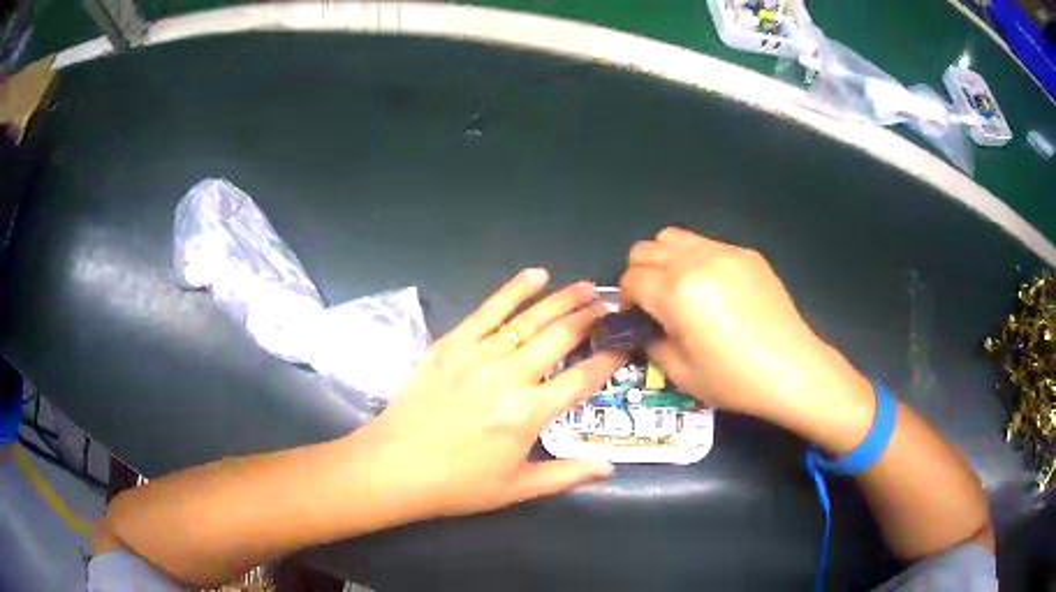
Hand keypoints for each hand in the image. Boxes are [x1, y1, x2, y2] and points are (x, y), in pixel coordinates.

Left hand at [353, 269, 625, 520]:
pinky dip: (514, 290)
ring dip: (562, 300)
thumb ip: (567, 475)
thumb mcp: (518, 489)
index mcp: (529, 414)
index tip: (625, 345)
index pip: (582, 379)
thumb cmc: (458, 484)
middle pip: (560, 339)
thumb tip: (609, 468)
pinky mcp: (451, 344)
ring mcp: (478, 355)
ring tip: (585, 286)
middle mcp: (509, 377)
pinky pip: (487, 310)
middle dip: (590, 319)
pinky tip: (536, 275)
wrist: (394, 467)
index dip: (609, 360)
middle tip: (608, 305)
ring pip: (529, 319)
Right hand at [620, 228, 863, 425]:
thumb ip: (650, 343)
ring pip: (674, 237)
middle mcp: (695, 262)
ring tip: (681, 289)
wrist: (791, 369)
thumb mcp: (680, 373)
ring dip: (665, 259)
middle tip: (654, 302)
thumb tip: (643, 328)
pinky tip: (716, 290)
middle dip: (640, 274)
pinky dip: (697, 260)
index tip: (637, 318)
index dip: (626, 299)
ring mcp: (724, 253)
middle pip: (646, 249)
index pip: (631, 279)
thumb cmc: (733, 379)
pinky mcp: (746, 254)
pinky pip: (707, 245)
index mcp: (675, 292)